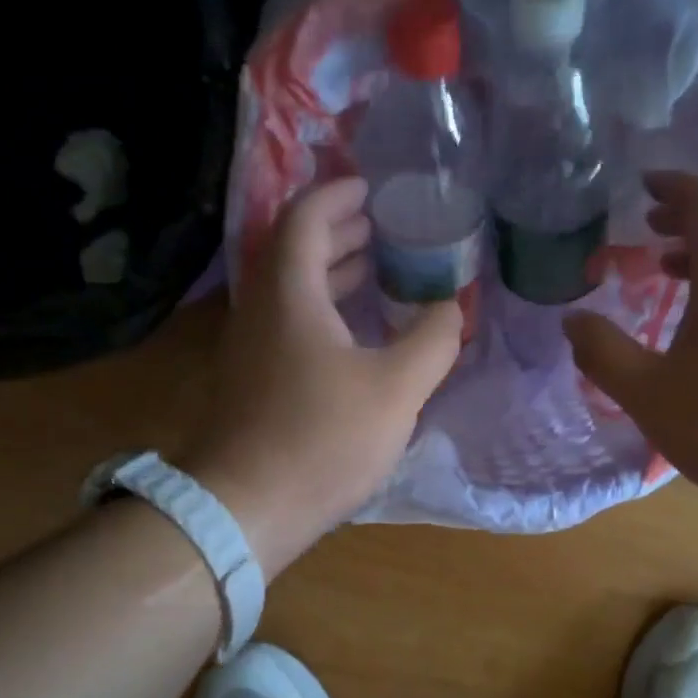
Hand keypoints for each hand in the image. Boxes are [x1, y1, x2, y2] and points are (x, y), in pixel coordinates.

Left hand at [186, 178, 461, 576]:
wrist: (245, 508)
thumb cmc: (322, 439)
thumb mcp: (395, 389)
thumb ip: (432, 341)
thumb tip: (452, 307)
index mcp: (290, 294)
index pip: (306, 219)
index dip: (339, 195)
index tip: (373, 189)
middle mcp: (261, 310)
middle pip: (296, 251)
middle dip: (341, 233)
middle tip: (385, 229)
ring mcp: (250, 348)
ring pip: (292, 291)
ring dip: (333, 274)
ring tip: (378, 273)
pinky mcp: (251, 381)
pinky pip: (289, 324)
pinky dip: (323, 312)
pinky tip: (355, 336)